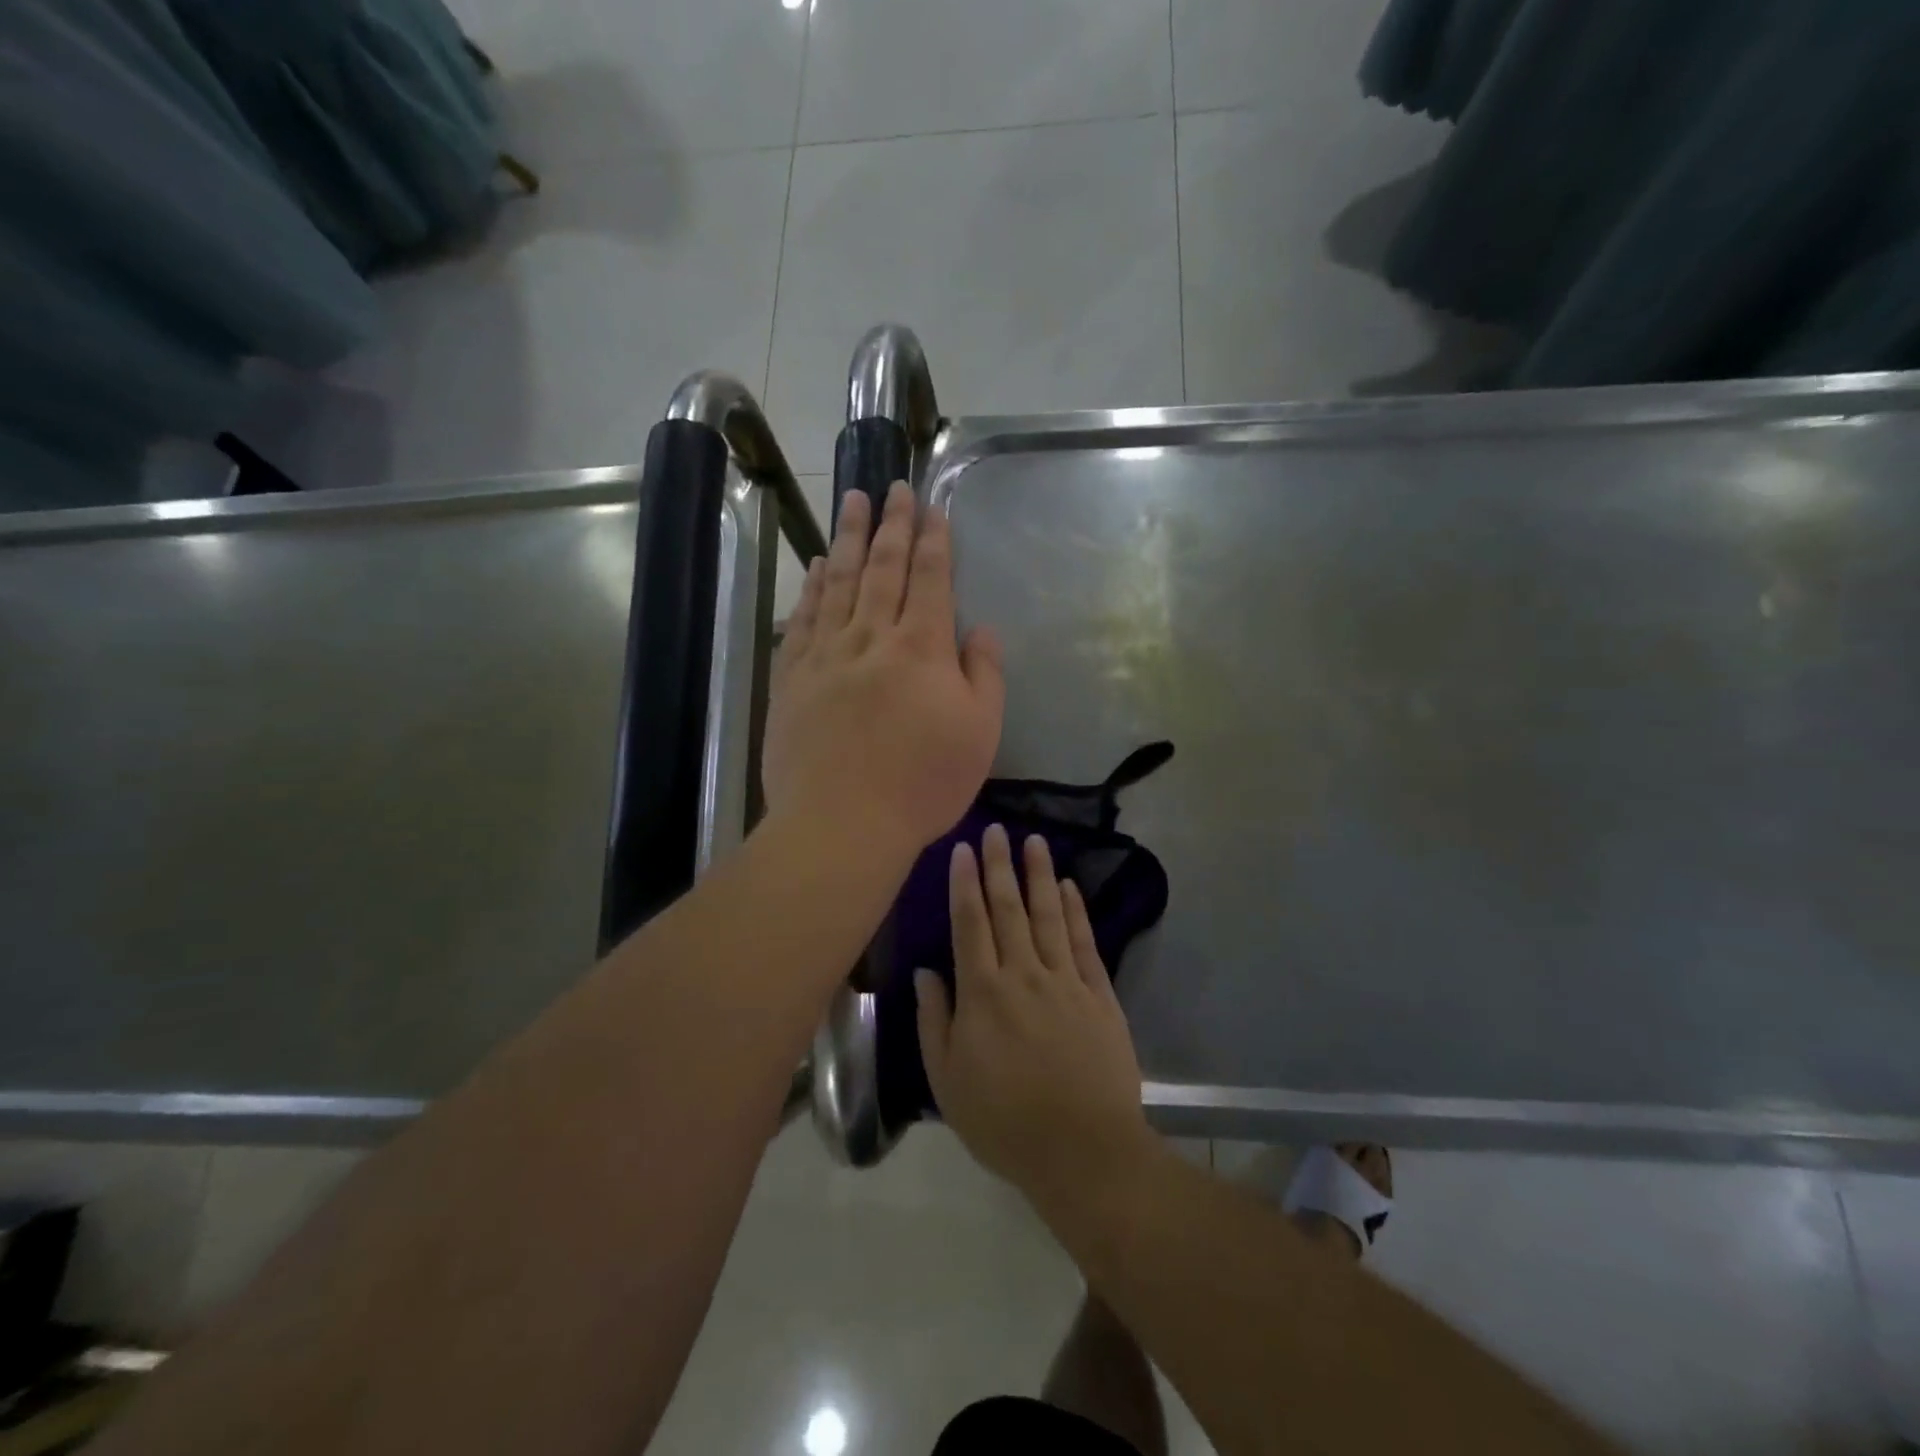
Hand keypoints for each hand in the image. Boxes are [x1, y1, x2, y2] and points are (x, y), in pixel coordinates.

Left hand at [762, 482, 1004, 863]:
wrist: (841, 823)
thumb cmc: (922, 784)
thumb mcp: (980, 734)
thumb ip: (985, 676)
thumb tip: (982, 631)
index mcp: (922, 648)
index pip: (930, 579)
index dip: (933, 540)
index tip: (932, 507)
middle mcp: (872, 637)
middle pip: (882, 568)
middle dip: (890, 524)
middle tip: (892, 487)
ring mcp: (826, 656)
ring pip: (838, 583)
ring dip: (847, 539)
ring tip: (852, 502)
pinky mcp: (792, 679)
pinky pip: (803, 620)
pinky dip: (811, 589)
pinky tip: (816, 568)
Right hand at [916, 825, 1153, 1201]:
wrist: (1082, 1150)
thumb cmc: (1004, 1121)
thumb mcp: (947, 1081)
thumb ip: (934, 1021)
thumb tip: (924, 973)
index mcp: (982, 992)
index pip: (970, 923)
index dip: (965, 883)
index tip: (963, 850)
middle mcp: (1023, 973)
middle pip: (1008, 908)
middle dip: (1000, 865)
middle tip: (996, 829)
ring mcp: (1065, 981)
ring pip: (1049, 915)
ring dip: (1039, 875)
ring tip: (1035, 841)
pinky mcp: (1099, 995)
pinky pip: (1084, 943)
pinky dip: (1077, 911)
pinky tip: (1070, 887)